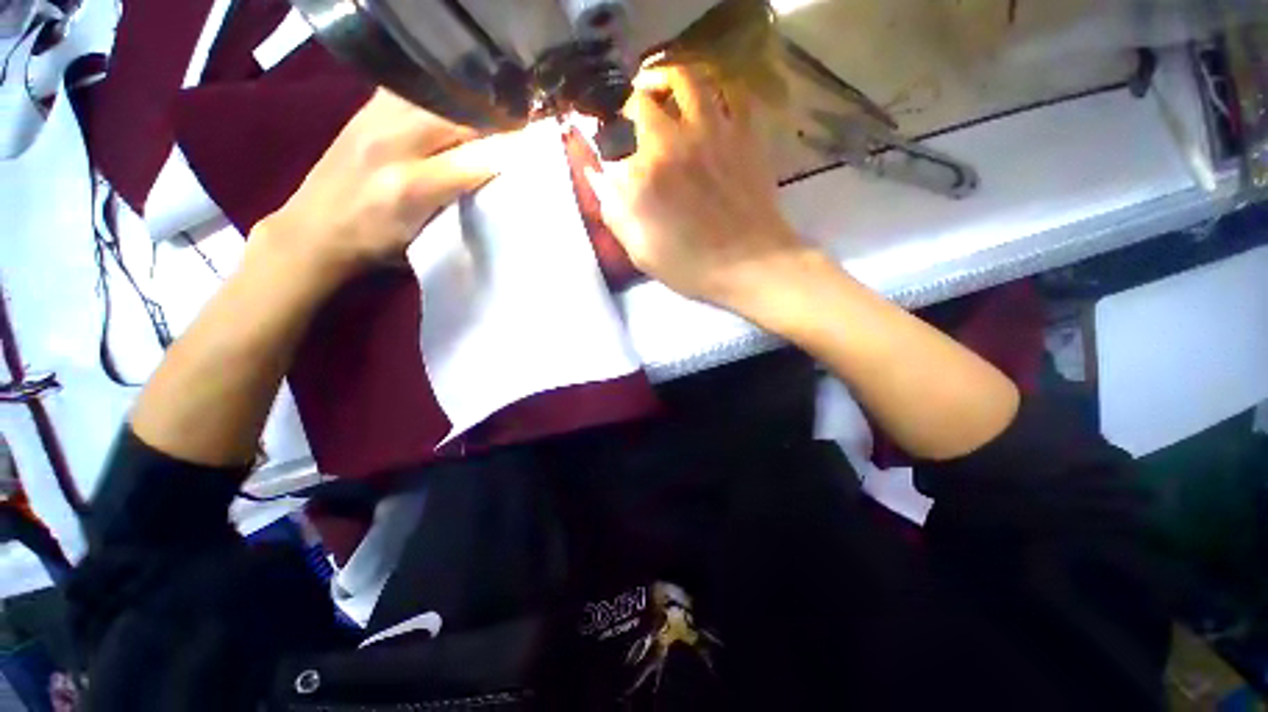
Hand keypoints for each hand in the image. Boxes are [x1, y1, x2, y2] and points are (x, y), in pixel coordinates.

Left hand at [252, 90, 513, 281]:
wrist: (313, 229)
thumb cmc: (376, 245)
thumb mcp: (424, 239)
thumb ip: (459, 207)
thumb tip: (494, 178)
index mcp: (410, 188)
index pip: (475, 161)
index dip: (508, 154)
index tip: (534, 152)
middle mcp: (392, 145)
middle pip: (459, 118)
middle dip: (496, 122)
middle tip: (520, 128)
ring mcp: (374, 119)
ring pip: (438, 96)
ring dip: (471, 104)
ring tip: (493, 114)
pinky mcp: (365, 108)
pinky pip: (414, 88)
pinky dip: (442, 93)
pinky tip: (454, 104)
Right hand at [585, 66, 809, 308]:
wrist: (751, 264)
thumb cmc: (693, 267)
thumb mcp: (641, 253)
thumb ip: (616, 214)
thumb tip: (601, 180)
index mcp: (644, 175)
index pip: (613, 147)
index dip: (609, 148)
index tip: (613, 158)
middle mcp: (673, 142)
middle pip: (643, 102)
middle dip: (632, 107)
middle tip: (633, 116)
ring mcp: (712, 132)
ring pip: (686, 79)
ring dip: (667, 78)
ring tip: (662, 87)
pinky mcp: (744, 134)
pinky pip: (731, 92)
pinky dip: (716, 89)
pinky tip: (709, 100)